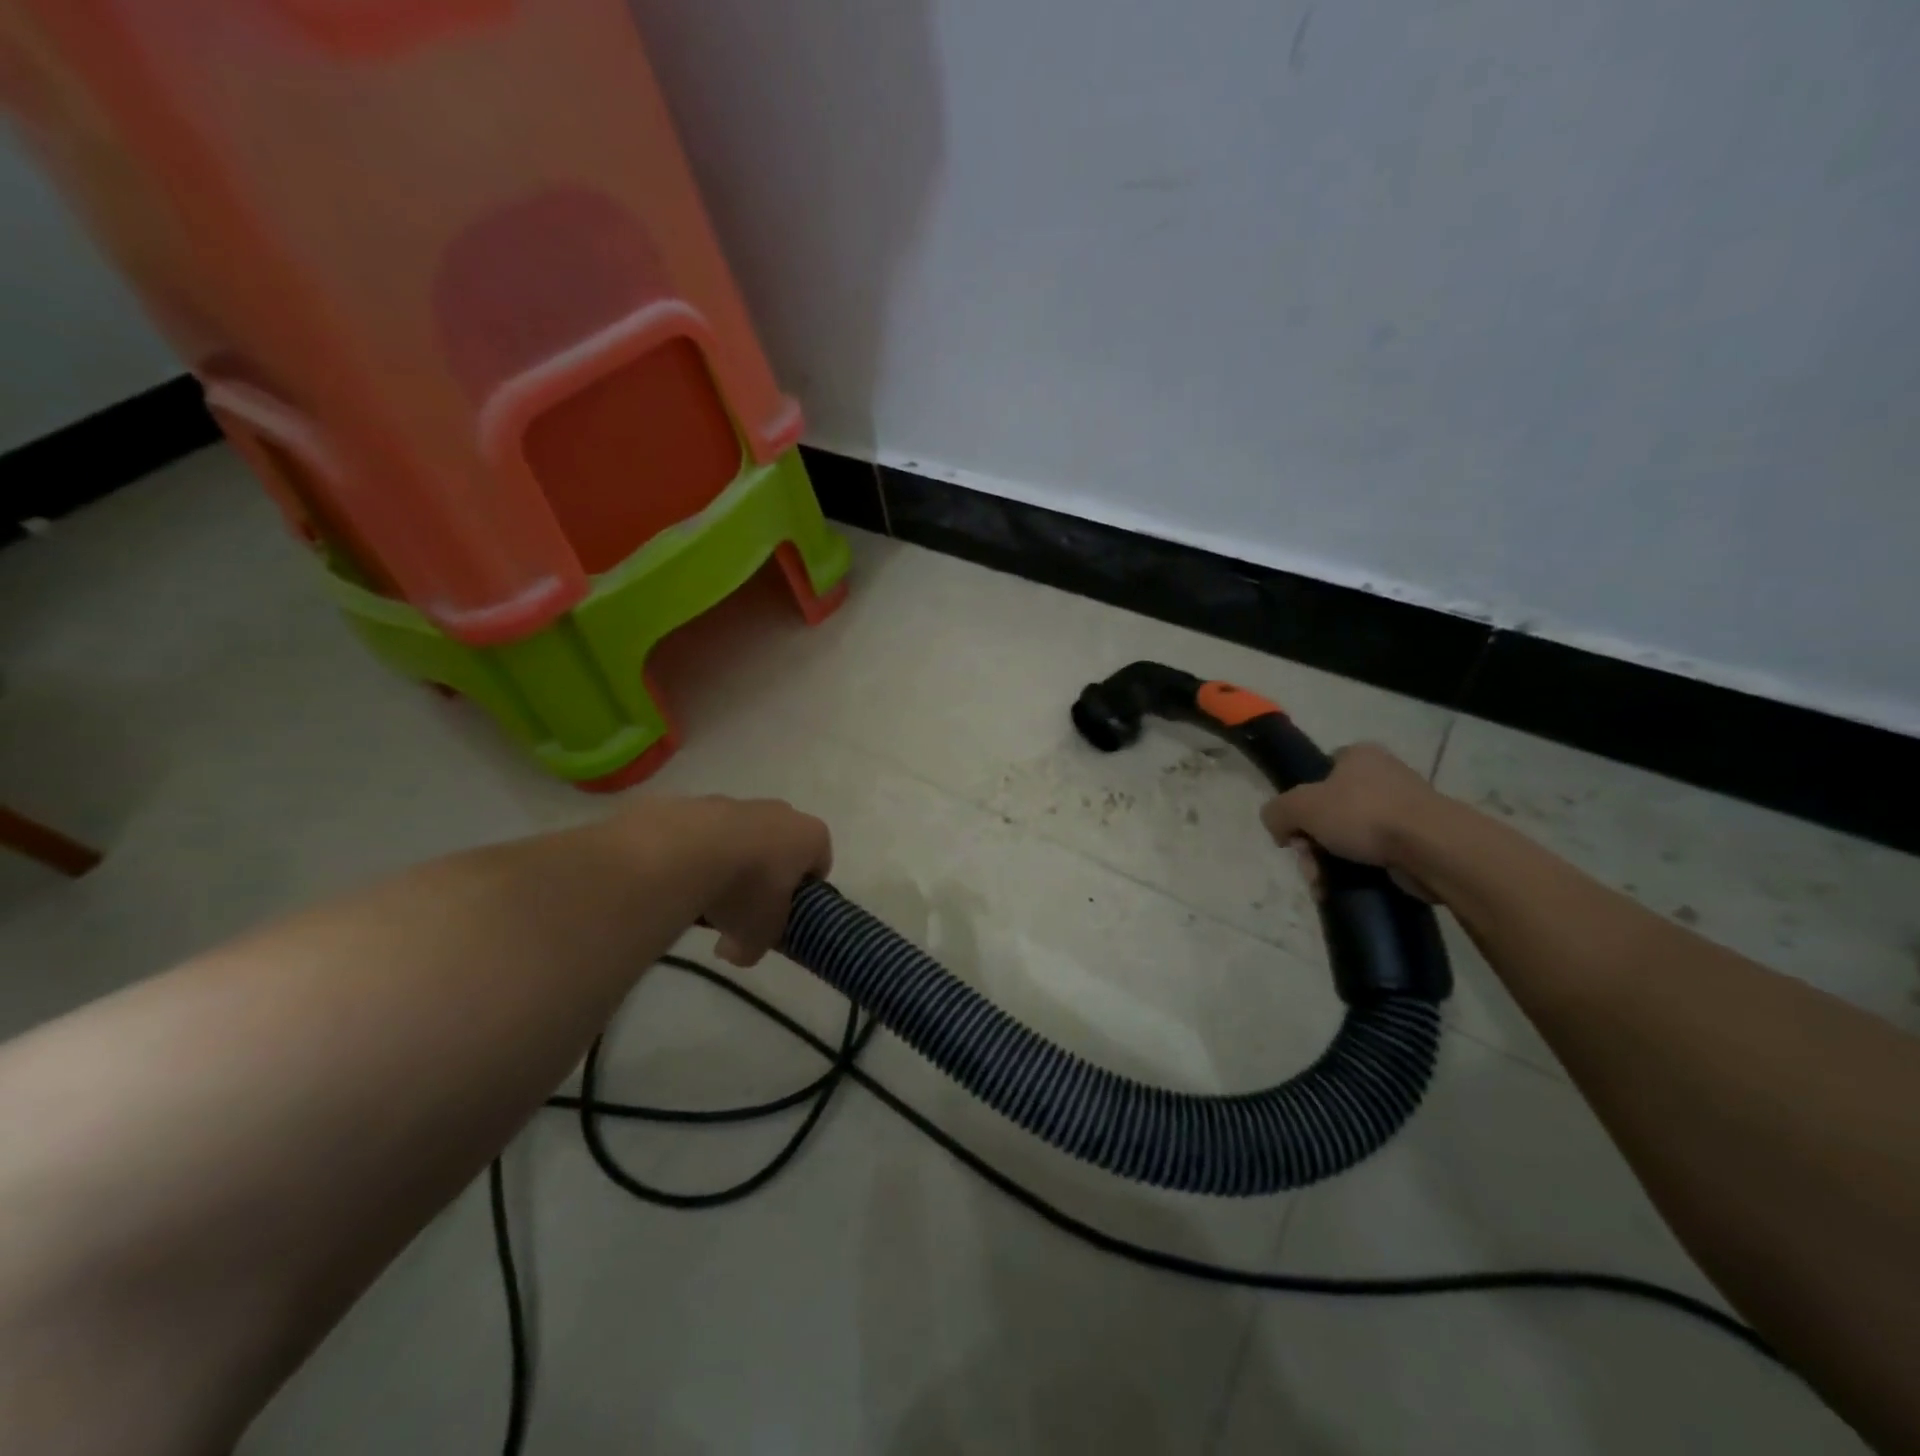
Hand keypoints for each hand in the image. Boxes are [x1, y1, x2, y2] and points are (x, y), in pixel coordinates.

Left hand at [692, 797, 833, 965]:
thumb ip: (754, 947)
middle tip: (745, 910)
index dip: (803, 895)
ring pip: (743, 840)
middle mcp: (782, 812)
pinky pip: (708, 837)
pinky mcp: (702, 803)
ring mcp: (741, 803)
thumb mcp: (758, 936)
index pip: (820, 866)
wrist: (686, 850)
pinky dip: (700, 857)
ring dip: (730, 867)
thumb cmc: (746, 891)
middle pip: (781, 849)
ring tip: (706, 900)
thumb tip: (734, 950)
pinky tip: (683, 881)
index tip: (784, 916)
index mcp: (812, 837)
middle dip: (766, 878)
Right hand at [1259, 743, 1439, 899]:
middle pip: (1330, 811)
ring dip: (1331, 862)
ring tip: (1325, 883)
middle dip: (1312, 842)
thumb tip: (1278, 828)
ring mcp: (1406, 809)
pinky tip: (1348, 888)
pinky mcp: (1420, 840)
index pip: (1320, 773)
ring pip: (1351, 837)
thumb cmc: (1363, 814)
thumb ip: (1276, 812)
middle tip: (1309, 862)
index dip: (1302, 801)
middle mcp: (1384, 776)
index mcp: (1359, 756)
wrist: (1433, 848)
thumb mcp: (1299, 806)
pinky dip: (1359, 872)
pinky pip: (1376, 855)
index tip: (1297, 828)